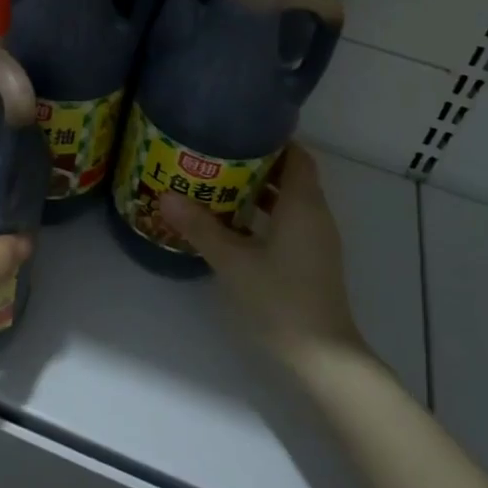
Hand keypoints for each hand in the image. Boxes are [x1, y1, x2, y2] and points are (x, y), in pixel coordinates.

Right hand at [158, 145, 370, 375]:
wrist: (322, 357)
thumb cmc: (280, 299)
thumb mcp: (233, 260)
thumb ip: (200, 226)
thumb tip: (165, 195)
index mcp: (303, 204)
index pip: (296, 155)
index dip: (272, 139)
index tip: (237, 130)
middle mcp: (315, 215)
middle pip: (291, 174)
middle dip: (257, 162)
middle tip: (217, 154)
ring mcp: (316, 239)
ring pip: (290, 200)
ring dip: (260, 189)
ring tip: (218, 182)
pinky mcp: (312, 259)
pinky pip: (289, 221)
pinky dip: (266, 214)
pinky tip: (234, 223)